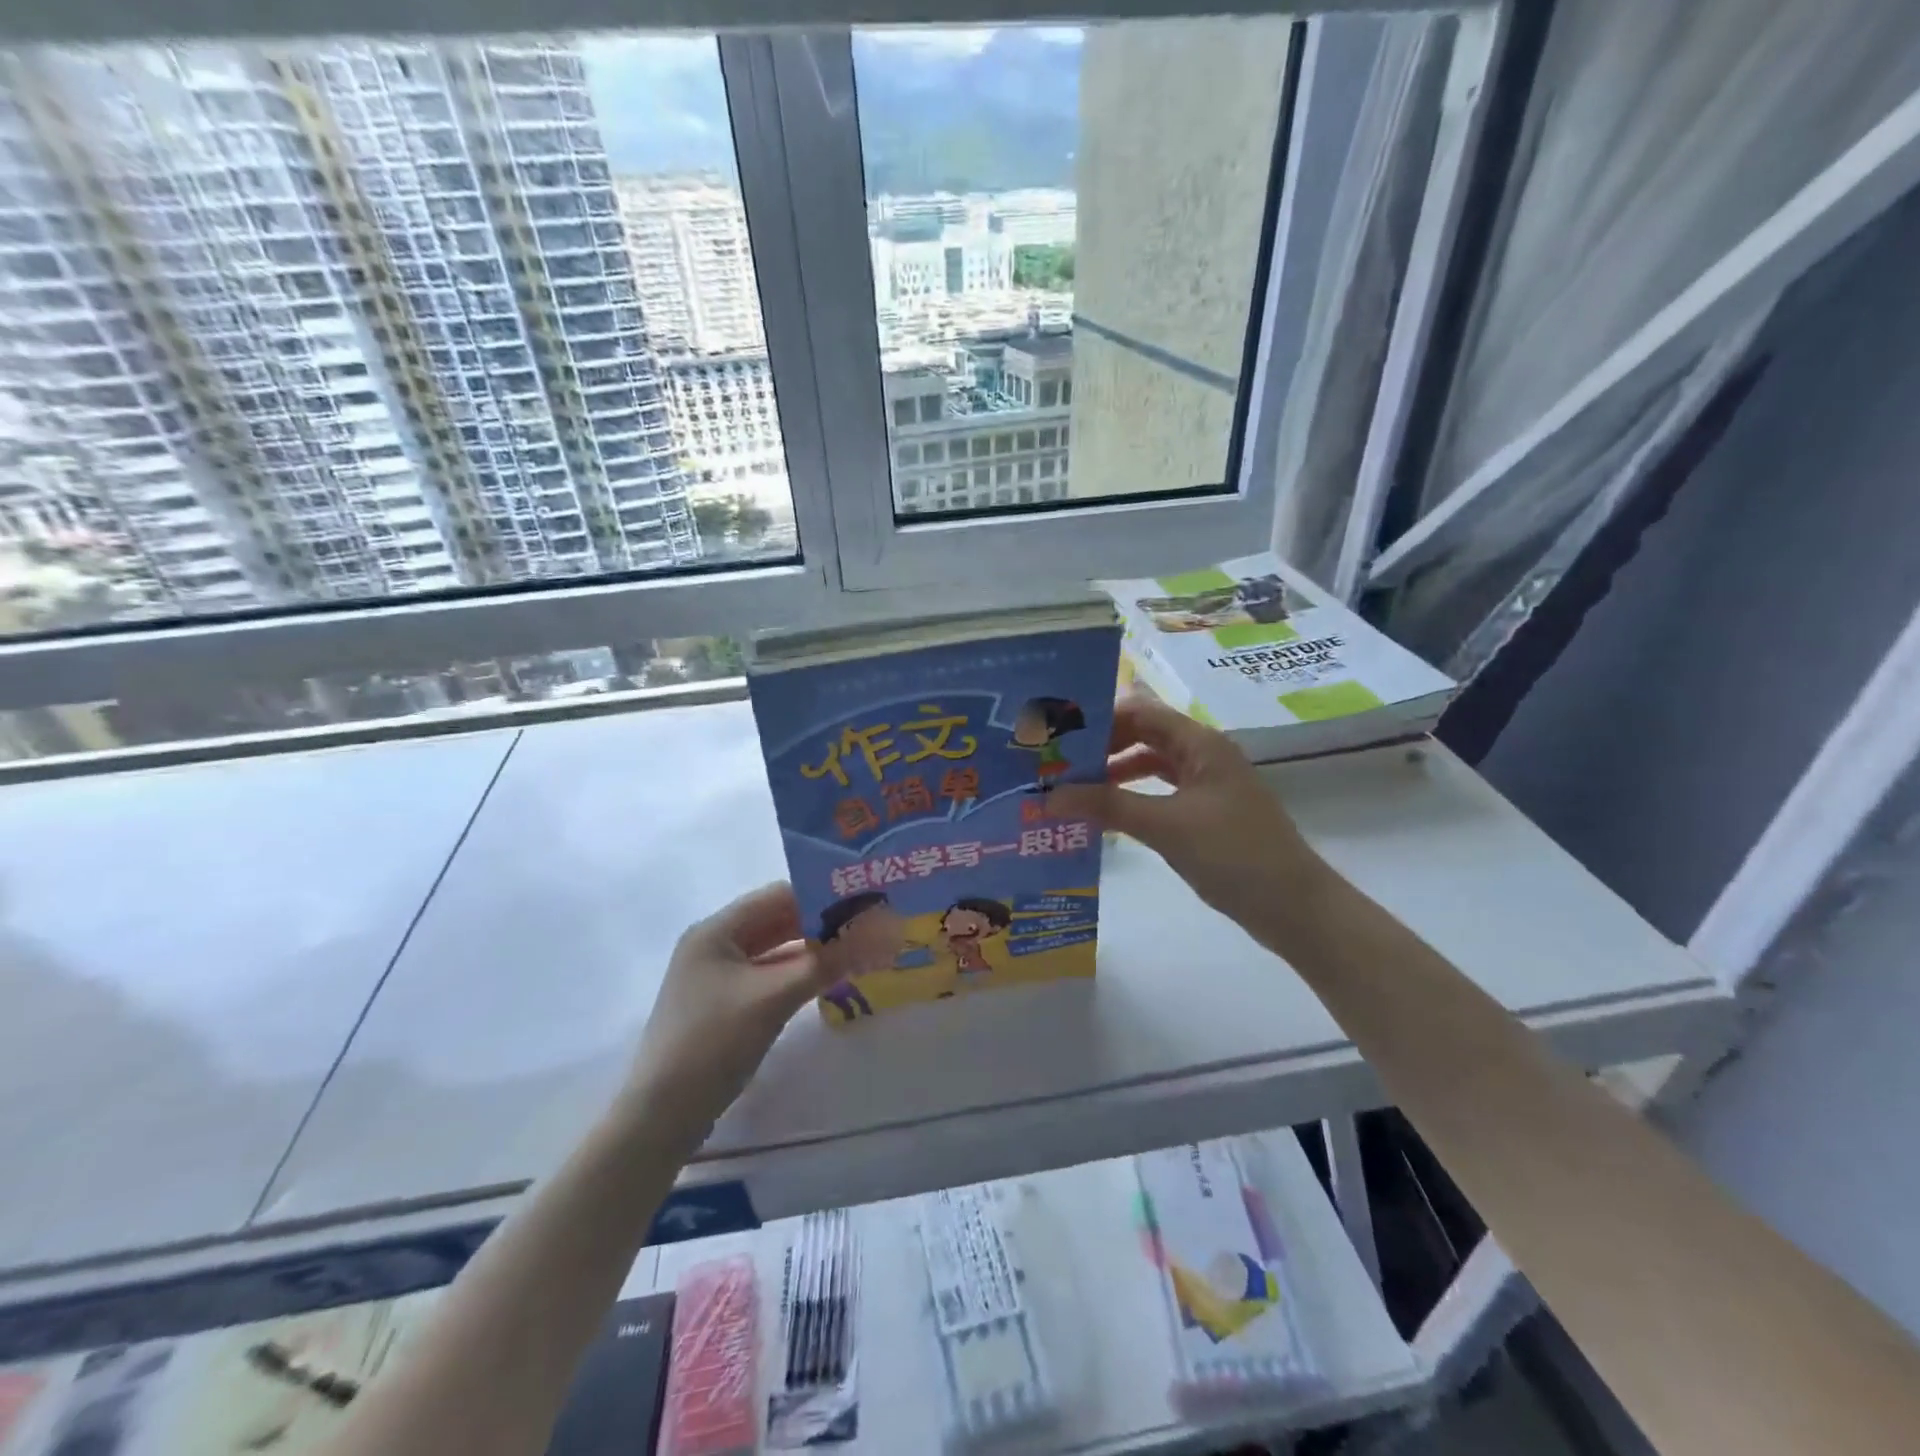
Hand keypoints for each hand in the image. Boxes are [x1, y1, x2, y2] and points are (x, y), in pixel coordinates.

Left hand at [621, 883, 888, 1148]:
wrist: (661, 1116)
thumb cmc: (713, 1042)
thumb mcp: (775, 996)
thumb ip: (829, 961)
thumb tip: (884, 932)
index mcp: (716, 930)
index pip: (778, 895)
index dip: (822, 894)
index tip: (865, 900)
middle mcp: (715, 944)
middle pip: (777, 921)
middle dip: (821, 923)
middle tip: (871, 925)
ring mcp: (718, 977)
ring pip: (775, 951)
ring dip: (813, 950)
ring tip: (860, 949)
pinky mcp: (725, 1005)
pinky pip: (769, 976)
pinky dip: (798, 974)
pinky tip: (830, 979)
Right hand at [1051, 693, 1327, 933]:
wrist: (1294, 907)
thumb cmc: (1233, 854)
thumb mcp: (1165, 826)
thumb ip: (1107, 806)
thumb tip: (1049, 796)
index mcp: (1201, 743)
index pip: (1141, 713)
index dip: (1098, 721)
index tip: (1058, 738)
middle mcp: (1204, 755)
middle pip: (1144, 736)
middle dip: (1102, 748)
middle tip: (1057, 765)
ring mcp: (1207, 785)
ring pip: (1151, 766)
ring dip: (1114, 775)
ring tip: (1072, 790)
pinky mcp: (1206, 814)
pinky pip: (1160, 794)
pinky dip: (1132, 799)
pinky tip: (1106, 816)